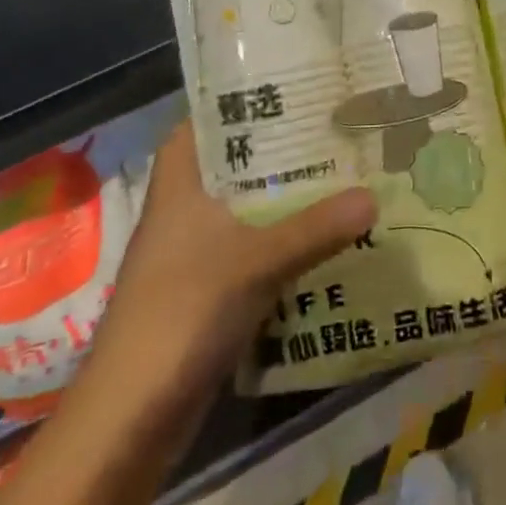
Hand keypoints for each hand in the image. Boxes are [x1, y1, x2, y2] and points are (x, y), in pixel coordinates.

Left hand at [93, 123, 376, 398]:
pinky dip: (282, 240)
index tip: (286, 88)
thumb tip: (373, 196)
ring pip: (244, 209)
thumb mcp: (256, 262)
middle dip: (277, 150)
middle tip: (331, 127)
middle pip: (232, 165)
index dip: (235, 102)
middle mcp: (184, 211)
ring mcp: (193, 254)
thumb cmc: (183, 312)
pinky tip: (322, 237)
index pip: (200, 124)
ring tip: (338, 173)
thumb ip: (316, 228)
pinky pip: (251, 249)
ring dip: (284, 197)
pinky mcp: (207, 291)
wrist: (132, 415)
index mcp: (180, 186)